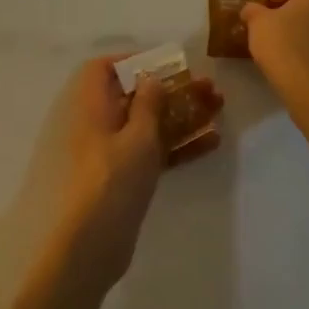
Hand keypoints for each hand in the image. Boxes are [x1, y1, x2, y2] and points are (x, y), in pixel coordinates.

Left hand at [47, 55, 222, 295]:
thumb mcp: (137, 137)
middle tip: (208, 86)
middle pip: (134, 96)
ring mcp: (111, 153)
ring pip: (148, 124)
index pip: (103, 69)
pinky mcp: (124, 178)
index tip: (165, 64)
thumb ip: (148, 104)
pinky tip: (212, 142)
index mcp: (90, 106)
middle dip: (171, 89)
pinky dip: (176, 145)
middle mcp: (97, 124)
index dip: (132, 61)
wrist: (90, 247)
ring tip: (218, 106)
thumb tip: (150, 78)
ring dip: (181, 114)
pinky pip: (152, 152)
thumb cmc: (112, 180)